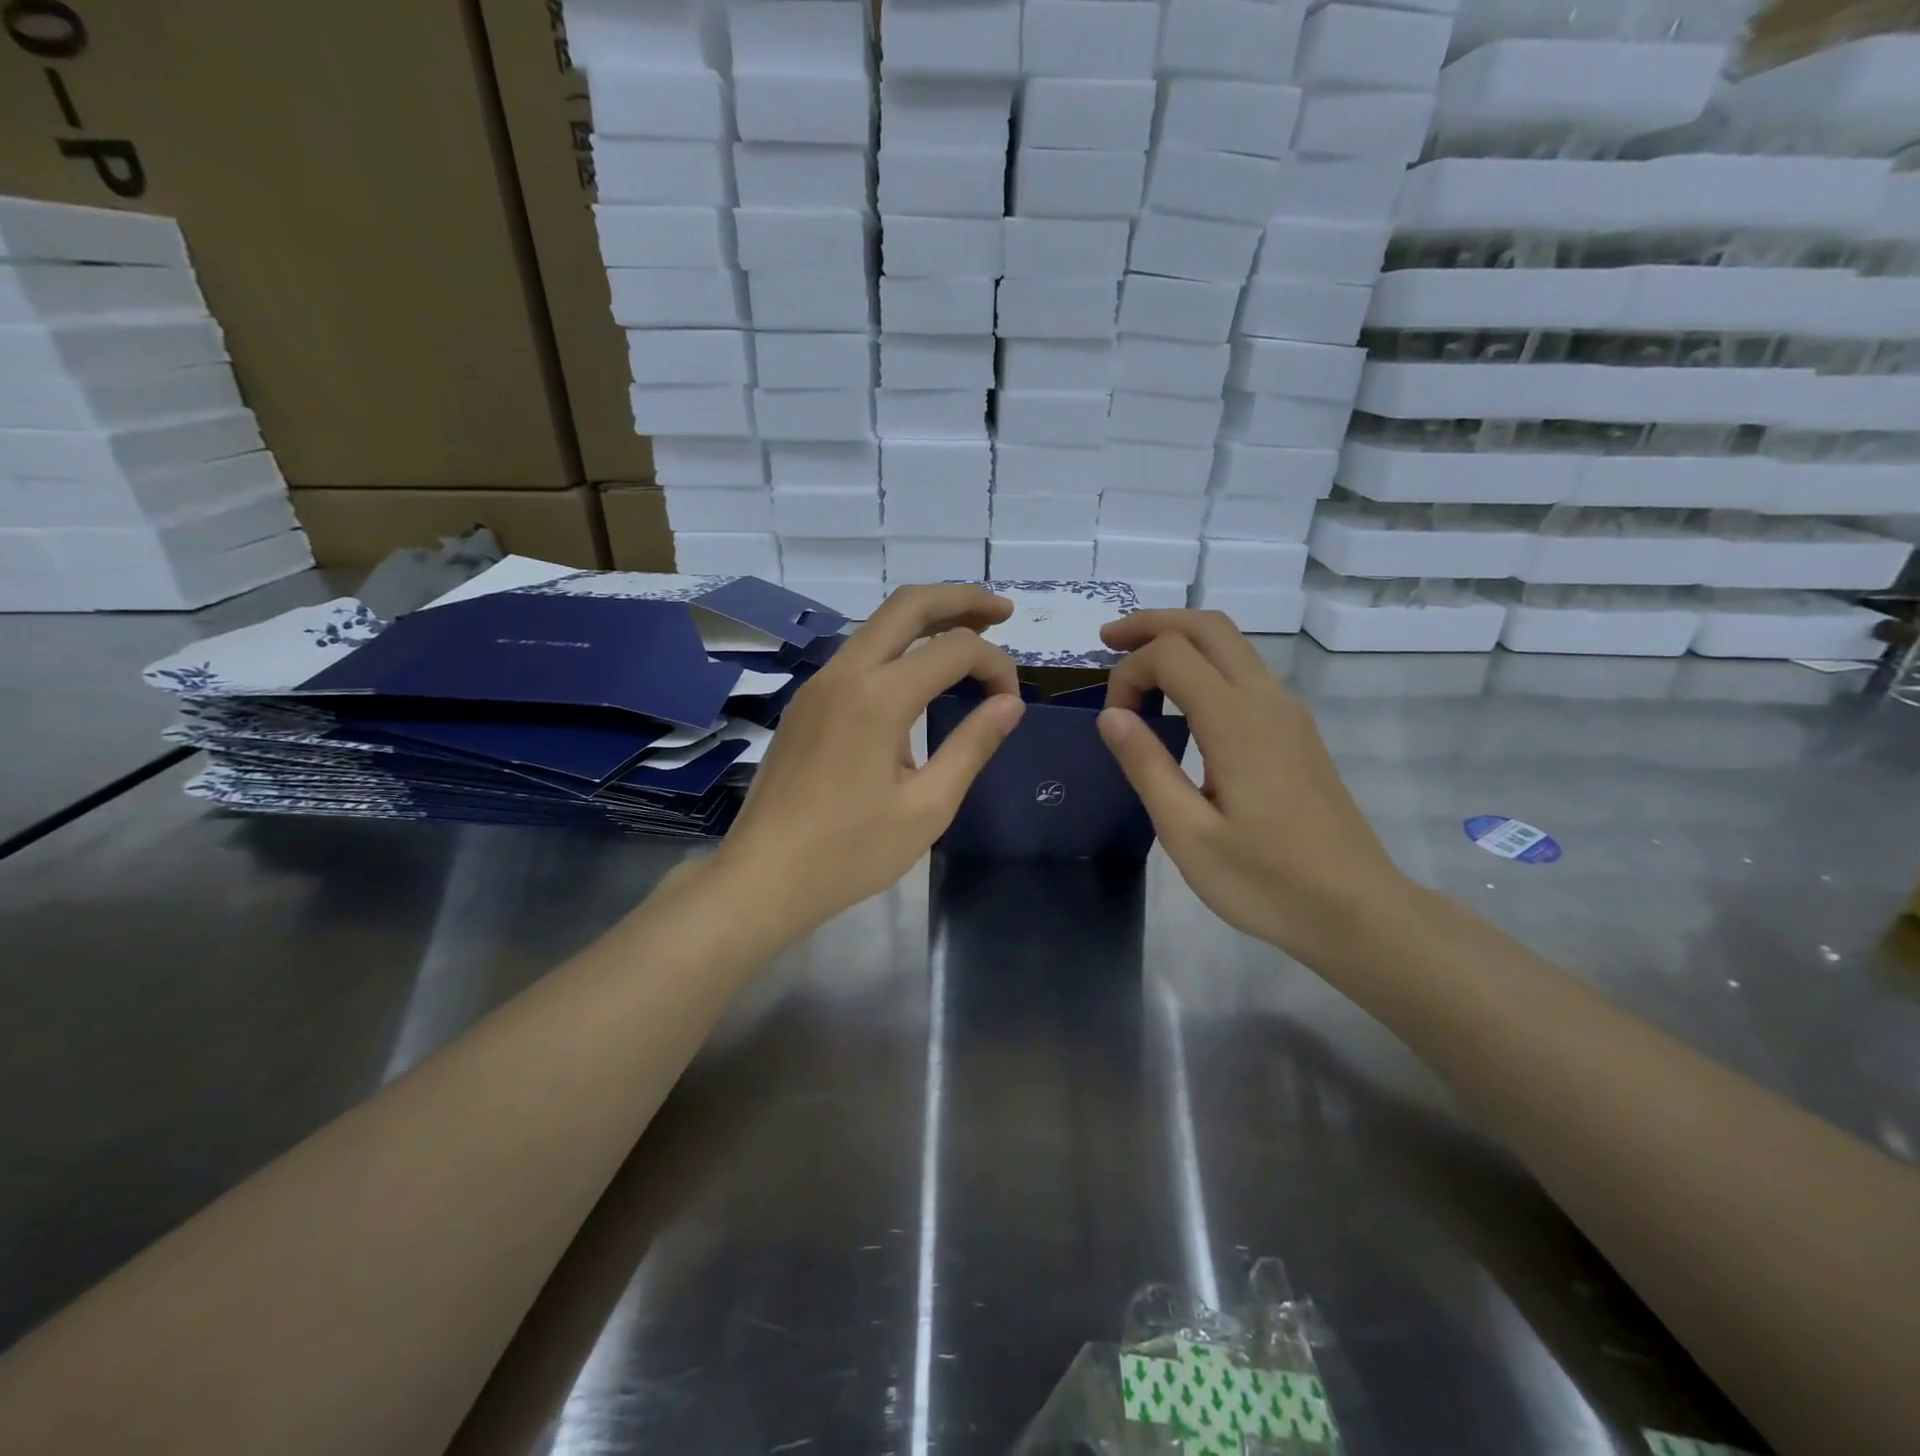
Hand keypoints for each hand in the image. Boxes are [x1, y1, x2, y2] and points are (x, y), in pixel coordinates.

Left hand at [716, 584, 1025, 930]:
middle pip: (908, 605)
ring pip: (878, 625)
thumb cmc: (850, 852)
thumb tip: (1010, 704)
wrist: (762, 877)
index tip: (1011, 703)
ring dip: (927, 619)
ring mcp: (818, 684)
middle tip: (1003, 611)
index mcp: (878, 697)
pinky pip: (858, 654)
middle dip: (961, 598)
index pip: (955, 649)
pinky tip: (919, 675)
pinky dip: (898, 647)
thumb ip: (972, 746)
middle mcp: (844, 674)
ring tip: (969, 633)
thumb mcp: (927, 807)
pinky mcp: (806, 703)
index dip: (996, 664)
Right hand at [1096, 610, 1410, 962]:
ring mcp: (1289, 714)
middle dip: (1153, 623)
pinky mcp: (1297, 732)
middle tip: (1108, 640)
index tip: (1112, 721)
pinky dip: (1204, 665)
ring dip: (1181, 640)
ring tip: (1136, 667)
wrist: (1358, 911)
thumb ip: (1147, 766)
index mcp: (1237, 723)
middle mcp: (1267, 701)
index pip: (1172, 654)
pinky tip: (1181, 701)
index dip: (1129, 672)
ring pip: (1232, 645)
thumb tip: (1111, 715)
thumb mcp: (1188, 834)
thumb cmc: (1267, 882)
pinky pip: (1246, 673)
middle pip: (1209, 627)